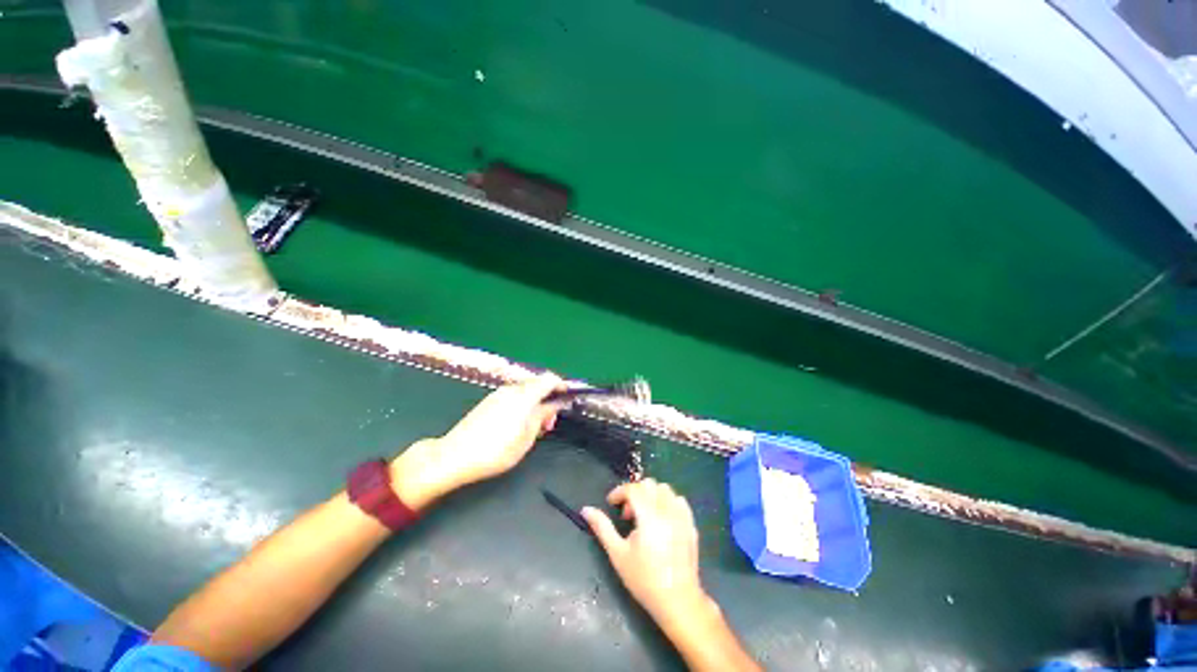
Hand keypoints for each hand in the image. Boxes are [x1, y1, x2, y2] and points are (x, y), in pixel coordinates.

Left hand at [390, 374, 564, 509]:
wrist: (454, 456)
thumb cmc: (496, 451)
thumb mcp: (526, 437)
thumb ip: (543, 416)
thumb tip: (555, 404)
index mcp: (524, 396)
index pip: (548, 379)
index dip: (561, 385)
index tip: (568, 398)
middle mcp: (511, 389)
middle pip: (537, 384)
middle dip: (548, 398)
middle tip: (550, 422)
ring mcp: (498, 394)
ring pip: (525, 391)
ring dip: (535, 403)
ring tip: (535, 426)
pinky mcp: (488, 401)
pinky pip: (513, 396)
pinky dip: (523, 405)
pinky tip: (519, 424)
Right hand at [582, 480, 712, 628]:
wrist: (677, 601)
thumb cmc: (644, 579)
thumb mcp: (617, 554)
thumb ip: (602, 527)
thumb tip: (586, 509)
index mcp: (649, 516)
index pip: (633, 489)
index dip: (619, 492)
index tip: (611, 503)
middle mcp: (667, 510)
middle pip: (649, 484)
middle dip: (635, 492)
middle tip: (627, 514)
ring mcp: (682, 516)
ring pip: (665, 489)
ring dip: (651, 495)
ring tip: (644, 516)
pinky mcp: (691, 524)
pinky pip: (679, 500)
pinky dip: (668, 502)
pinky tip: (661, 519)